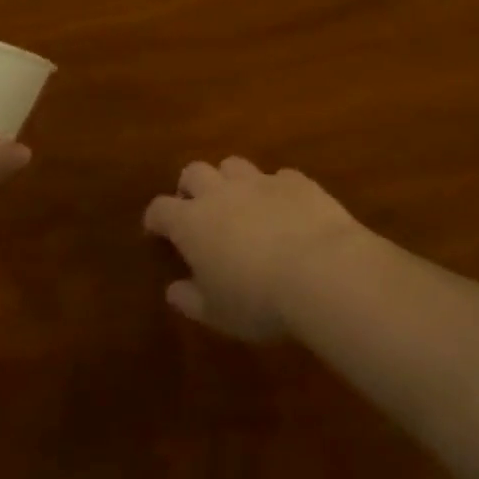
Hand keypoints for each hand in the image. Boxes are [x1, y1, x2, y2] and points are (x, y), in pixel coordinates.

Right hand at [143, 158, 369, 340]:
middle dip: (191, 186)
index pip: (161, 209)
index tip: (157, 230)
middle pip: (195, 172)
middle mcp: (222, 193)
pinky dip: (276, 189)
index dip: (156, 218)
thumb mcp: (217, 313)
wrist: (322, 270)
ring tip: (241, 203)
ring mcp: (262, 182)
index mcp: (192, 223)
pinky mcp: (297, 181)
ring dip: (231, 180)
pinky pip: (279, 176)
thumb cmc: (259, 301)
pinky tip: (286, 208)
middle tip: (197, 209)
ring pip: (235, 164)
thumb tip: (174, 289)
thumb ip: (191, 299)